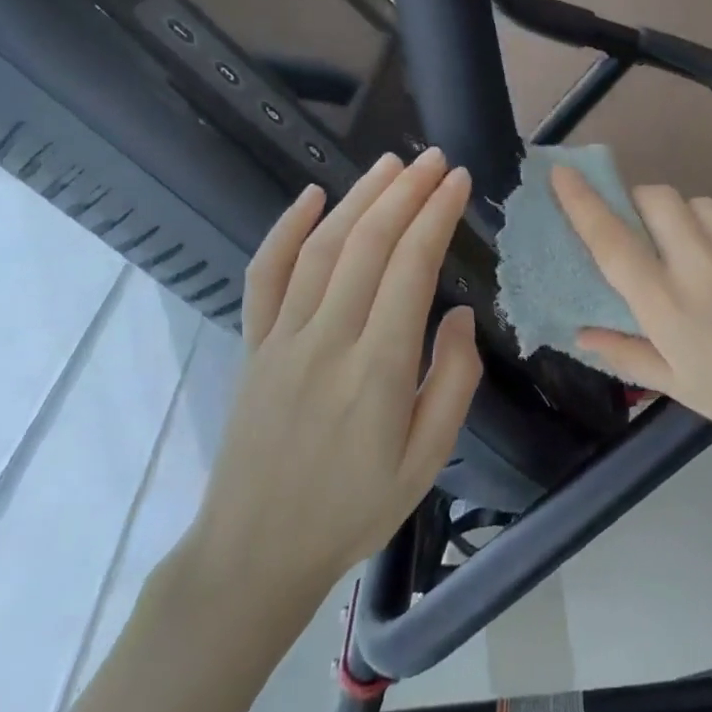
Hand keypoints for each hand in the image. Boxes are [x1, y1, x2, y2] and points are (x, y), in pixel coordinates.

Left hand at [179, 150, 482, 641]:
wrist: (255, 552)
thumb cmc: (354, 508)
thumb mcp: (427, 459)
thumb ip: (453, 380)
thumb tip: (457, 312)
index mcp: (377, 368)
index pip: (411, 267)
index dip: (436, 215)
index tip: (459, 181)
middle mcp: (327, 340)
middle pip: (368, 244)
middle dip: (406, 192)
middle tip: (435, 159)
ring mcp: (282, 339)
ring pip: (321, 248)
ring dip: (359, 198)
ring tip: (391, 164)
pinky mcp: (252, 346)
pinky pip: (264, 275)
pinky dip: (285, 229)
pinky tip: (311, 197)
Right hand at [552, 167, 711, 477]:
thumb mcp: (679, 387)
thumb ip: (625, 353)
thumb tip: (580, 332)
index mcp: (668, 307)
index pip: (612, 241)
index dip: (582, 203)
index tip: (563, 174)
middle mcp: (699, 267)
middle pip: (655, 198)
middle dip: (637, 202)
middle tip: (640, 230)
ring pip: (694, 203)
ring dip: (678, 215)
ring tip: (686, 248)